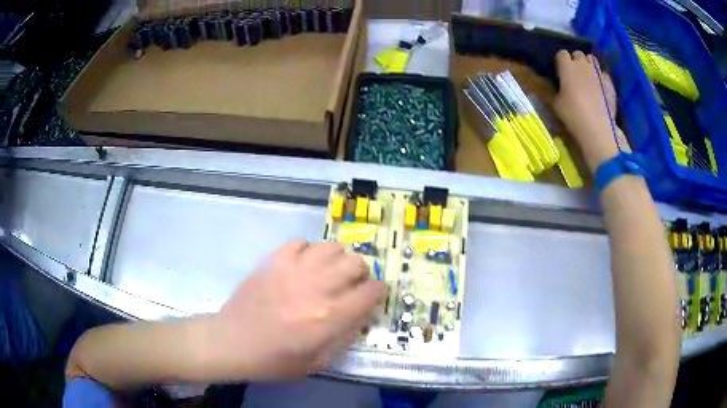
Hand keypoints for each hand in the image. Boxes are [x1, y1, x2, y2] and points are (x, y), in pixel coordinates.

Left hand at [202, 241, 385, 380]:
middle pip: (355, 263)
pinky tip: (302, 264)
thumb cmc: (276, 359)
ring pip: (330, 247)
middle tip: (351, 283)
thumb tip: (361, 314)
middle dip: (361, 273)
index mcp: (330, 317)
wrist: (233, 343)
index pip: (370, 292)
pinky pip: (300, 243)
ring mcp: (293, 270)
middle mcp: (317, 288)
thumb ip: (345, 336)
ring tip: (329, 270)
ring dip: (337, 258)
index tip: (375, 294)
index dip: (378, 291)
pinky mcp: (273, 261)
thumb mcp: (319, 361)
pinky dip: (308, 250)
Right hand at [553, 50, 622, 172]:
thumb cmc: (573, 115)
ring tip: (588, 77)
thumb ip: (557, 90)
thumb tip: (558, 87)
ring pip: (591, 60)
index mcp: (566, 66)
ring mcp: (597, 72)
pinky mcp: (609, 82)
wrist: (597, 128)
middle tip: (574, 74)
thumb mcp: (556, 104)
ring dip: (588, 65)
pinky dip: (601, 77)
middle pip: (577, 54)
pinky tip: (600, 87)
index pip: (561, 54)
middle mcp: (582, 64)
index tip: (560, 72)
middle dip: (575, 61)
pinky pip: (603, 73)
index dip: (561, 62)